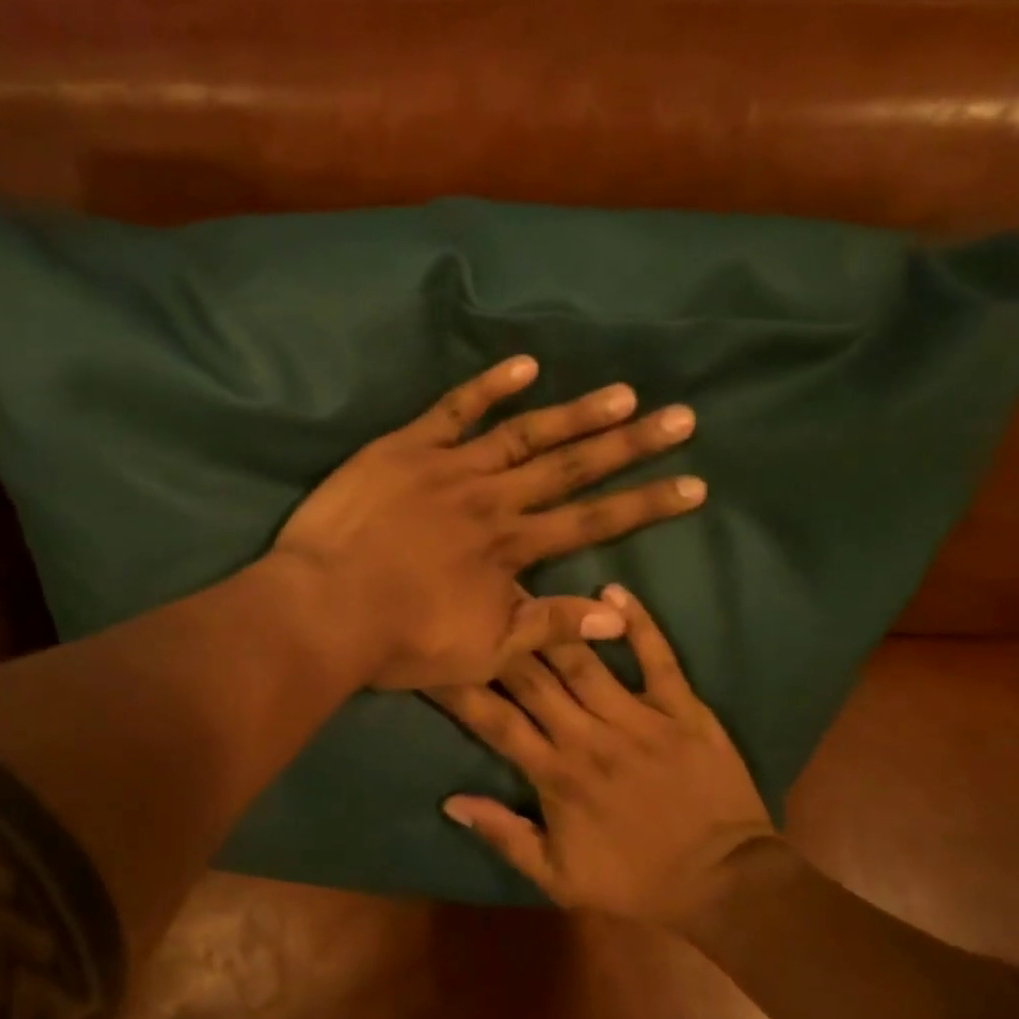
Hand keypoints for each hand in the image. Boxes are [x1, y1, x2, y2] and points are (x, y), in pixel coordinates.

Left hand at [274, 355, 704, 689]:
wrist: (324, 610)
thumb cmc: (401, 641)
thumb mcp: (483, 652)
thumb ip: (549, 626)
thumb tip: (618, 613)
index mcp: (512, 549)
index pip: (594, 522)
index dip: (646, 504)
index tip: (694, 484)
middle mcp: (494, 501)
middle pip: (573, 468)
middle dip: (631, 445)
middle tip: (681, 417)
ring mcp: (450, 469)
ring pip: (525, 434)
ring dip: (577, 413)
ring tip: (624, 393)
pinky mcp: (405, 449)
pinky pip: (453, 411)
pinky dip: (489, 387)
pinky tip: (526, 366)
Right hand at [431, 585, 780, 930]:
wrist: (724, 883)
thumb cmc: (636, 881)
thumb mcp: (560, 878)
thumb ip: (505, 836)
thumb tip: (450, 801)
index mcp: (555, 774)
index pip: (494, 721)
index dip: (460, 688)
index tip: (432, 657)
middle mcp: (588, 736)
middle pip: (532, 679)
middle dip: (498, 639)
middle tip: (471, 601)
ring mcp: (639, 718)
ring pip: (583, 661)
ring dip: (550, 624)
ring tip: (521, 588)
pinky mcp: (683, 710)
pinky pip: (659, 658)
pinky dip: (639, 623)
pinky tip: (614, 590)